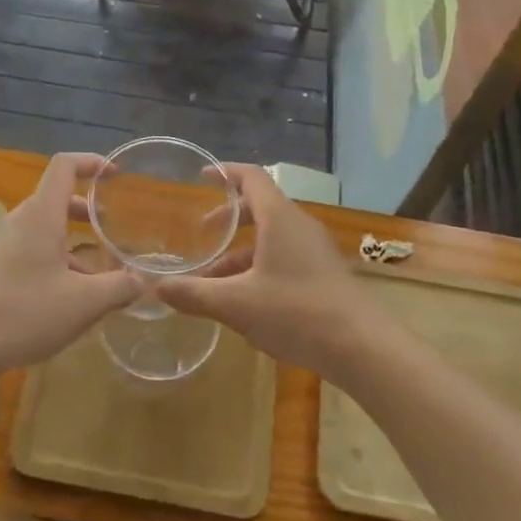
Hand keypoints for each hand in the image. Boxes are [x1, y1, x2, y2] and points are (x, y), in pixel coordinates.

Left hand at [0, 153, 137, 375]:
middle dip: (87, 209)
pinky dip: (58, 258)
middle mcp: (22, 221)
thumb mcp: (83, 303)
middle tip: (112, 228)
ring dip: (74, 239)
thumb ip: (119, 288)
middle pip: (57, 198)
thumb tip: (142, 281)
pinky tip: (72, 295)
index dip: (91, 162)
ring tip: (100, 270)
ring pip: (46, 227)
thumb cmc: (24, 312)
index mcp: (41, 215)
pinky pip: (34, 249)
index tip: (116, 175)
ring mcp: (6, 244)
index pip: (64, 166)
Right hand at [158, 165, 372, 377]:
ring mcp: (316, 250)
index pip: (251, 178)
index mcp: (279, 218)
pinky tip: (246, 303)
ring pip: (272, 239)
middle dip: (229, 219)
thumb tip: (156, 288)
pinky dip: (260, 268)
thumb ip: (194, 294)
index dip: (225, 172)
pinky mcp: (324, 275)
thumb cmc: (297, 312)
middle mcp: (299, 226)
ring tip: (214, 281)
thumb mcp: (237, 304)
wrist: (363, 347)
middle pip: (260, 208)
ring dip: (241, 253)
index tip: (201, 177)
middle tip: (203, 234)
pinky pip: (285, 258)